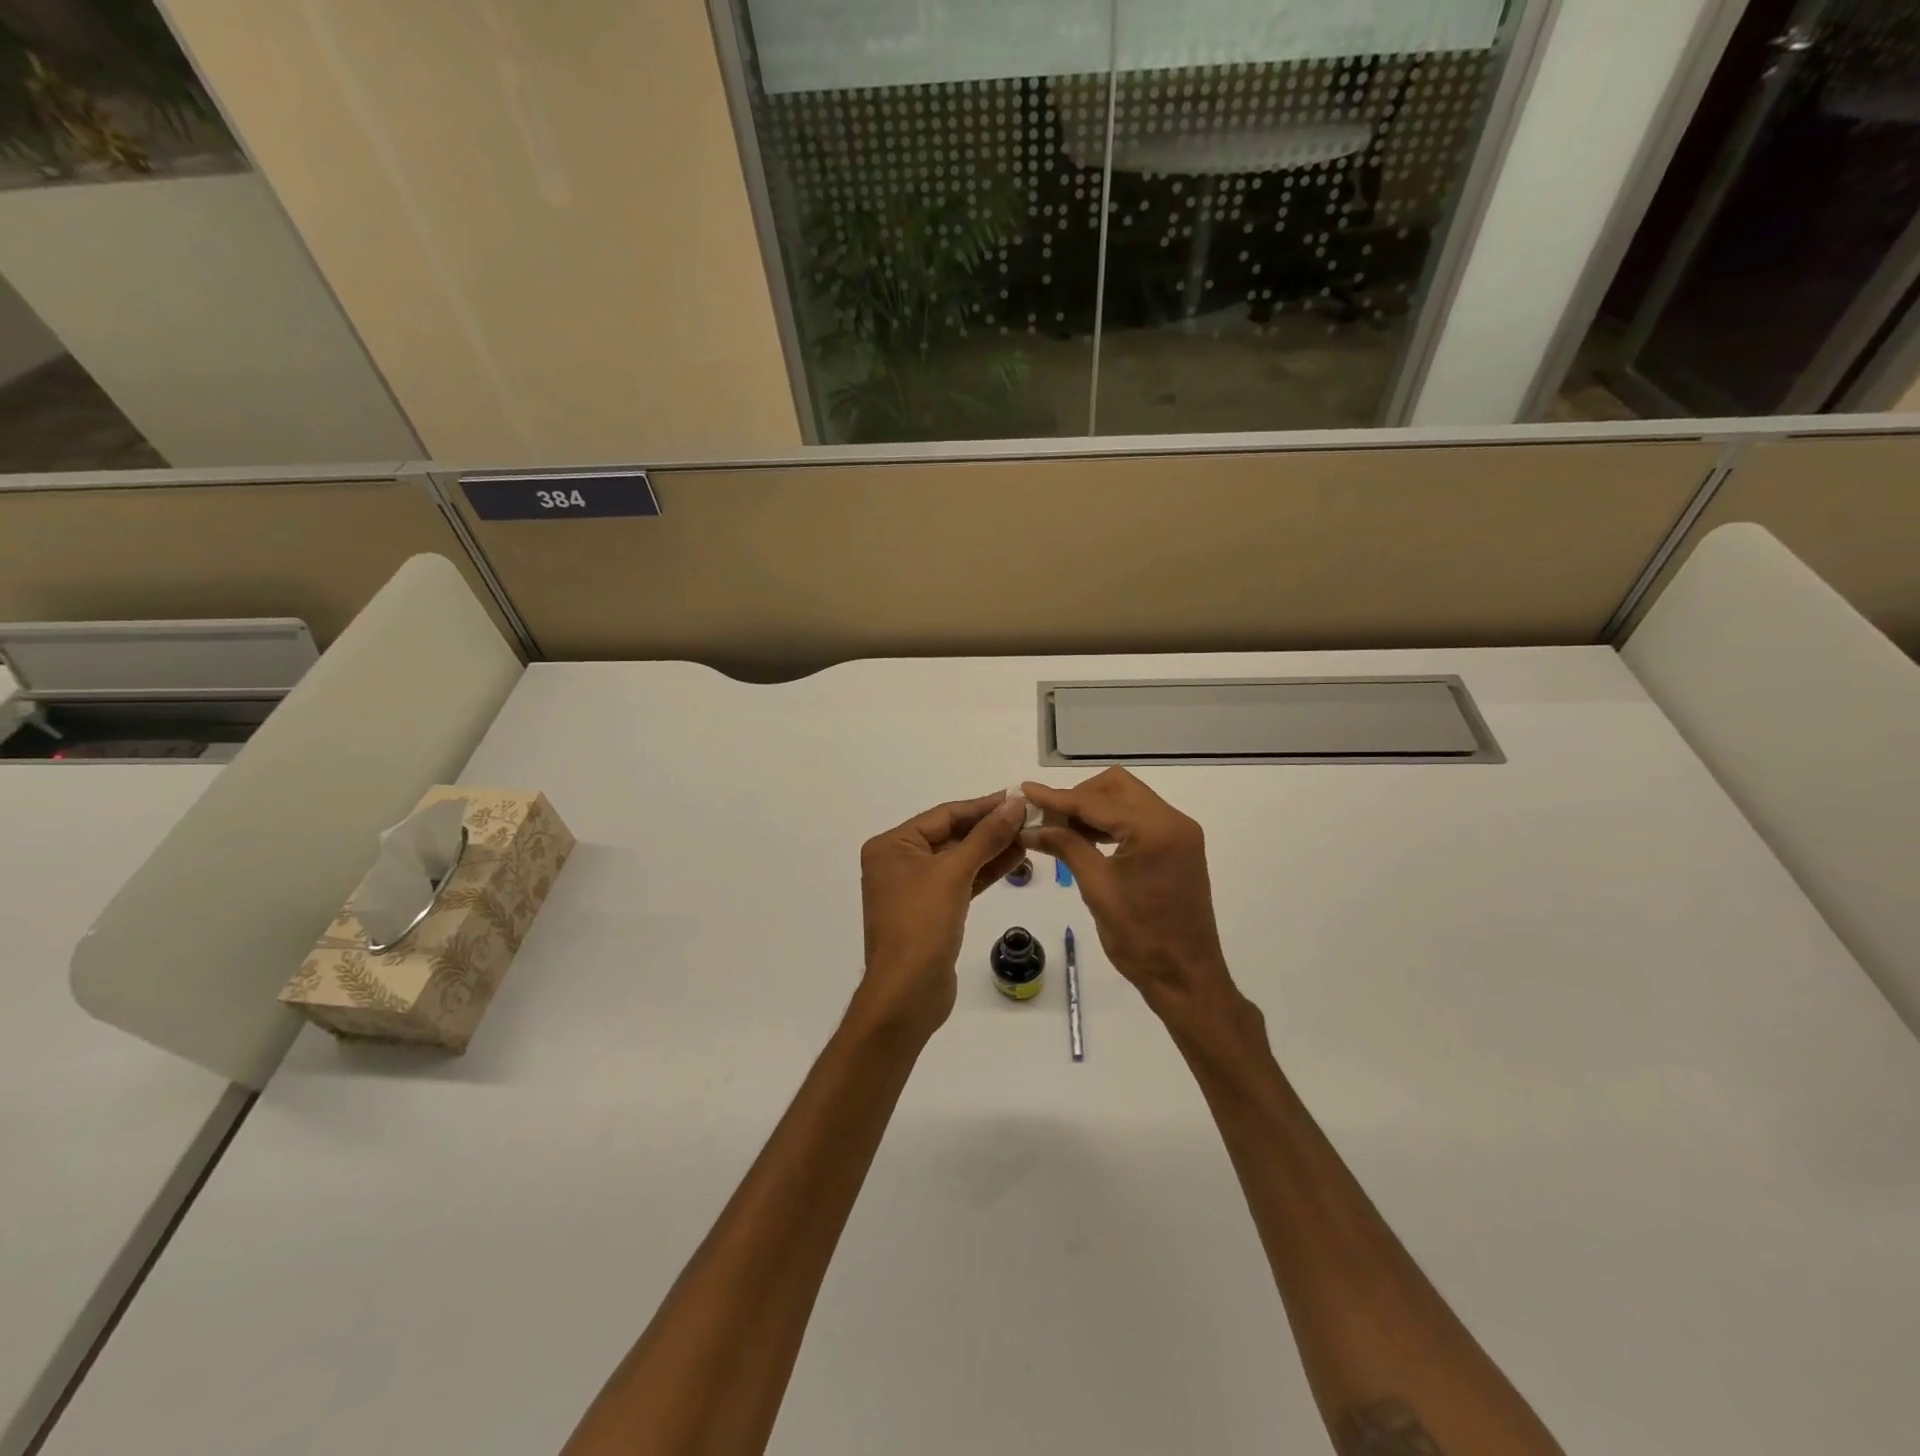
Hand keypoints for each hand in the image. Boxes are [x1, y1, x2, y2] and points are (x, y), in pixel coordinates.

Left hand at [857, 791, 1027, 1038]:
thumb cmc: (922, 924)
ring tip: (1028, 837)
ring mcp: (914, 888)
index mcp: (892, 845)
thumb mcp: (954, 873)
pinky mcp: (931, 911)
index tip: (1018, 798)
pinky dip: (984, 872)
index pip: (944, 815)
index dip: (983, 806)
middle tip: (1029, 818)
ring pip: (958, 859)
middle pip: (951, 835)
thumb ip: (986, 836)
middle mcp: (899, 862)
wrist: (907, 993)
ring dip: (991, 849)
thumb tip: (1015, 803)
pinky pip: (960, 882)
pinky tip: (1015, 860)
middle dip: (989, 828)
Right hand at [1022, 769, 1238, 1020]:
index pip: (1097, 801)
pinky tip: (1085, 839)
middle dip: (1079, 796)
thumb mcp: (1097, 888)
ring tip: (1059, 829)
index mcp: (1155, 829)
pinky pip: (1138, 819)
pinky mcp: (1178, 847)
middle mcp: (1173, 820)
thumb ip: (1066, 846)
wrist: (1185, 978)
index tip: (1024, 791)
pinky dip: (1110, 822)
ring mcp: (1179, 833)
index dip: (1058, 797)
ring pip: (1127, 799)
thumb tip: (1030, 827)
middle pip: (1117, 787)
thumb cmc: (1140, 938)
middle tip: (1047, 818)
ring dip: (1094, 808)